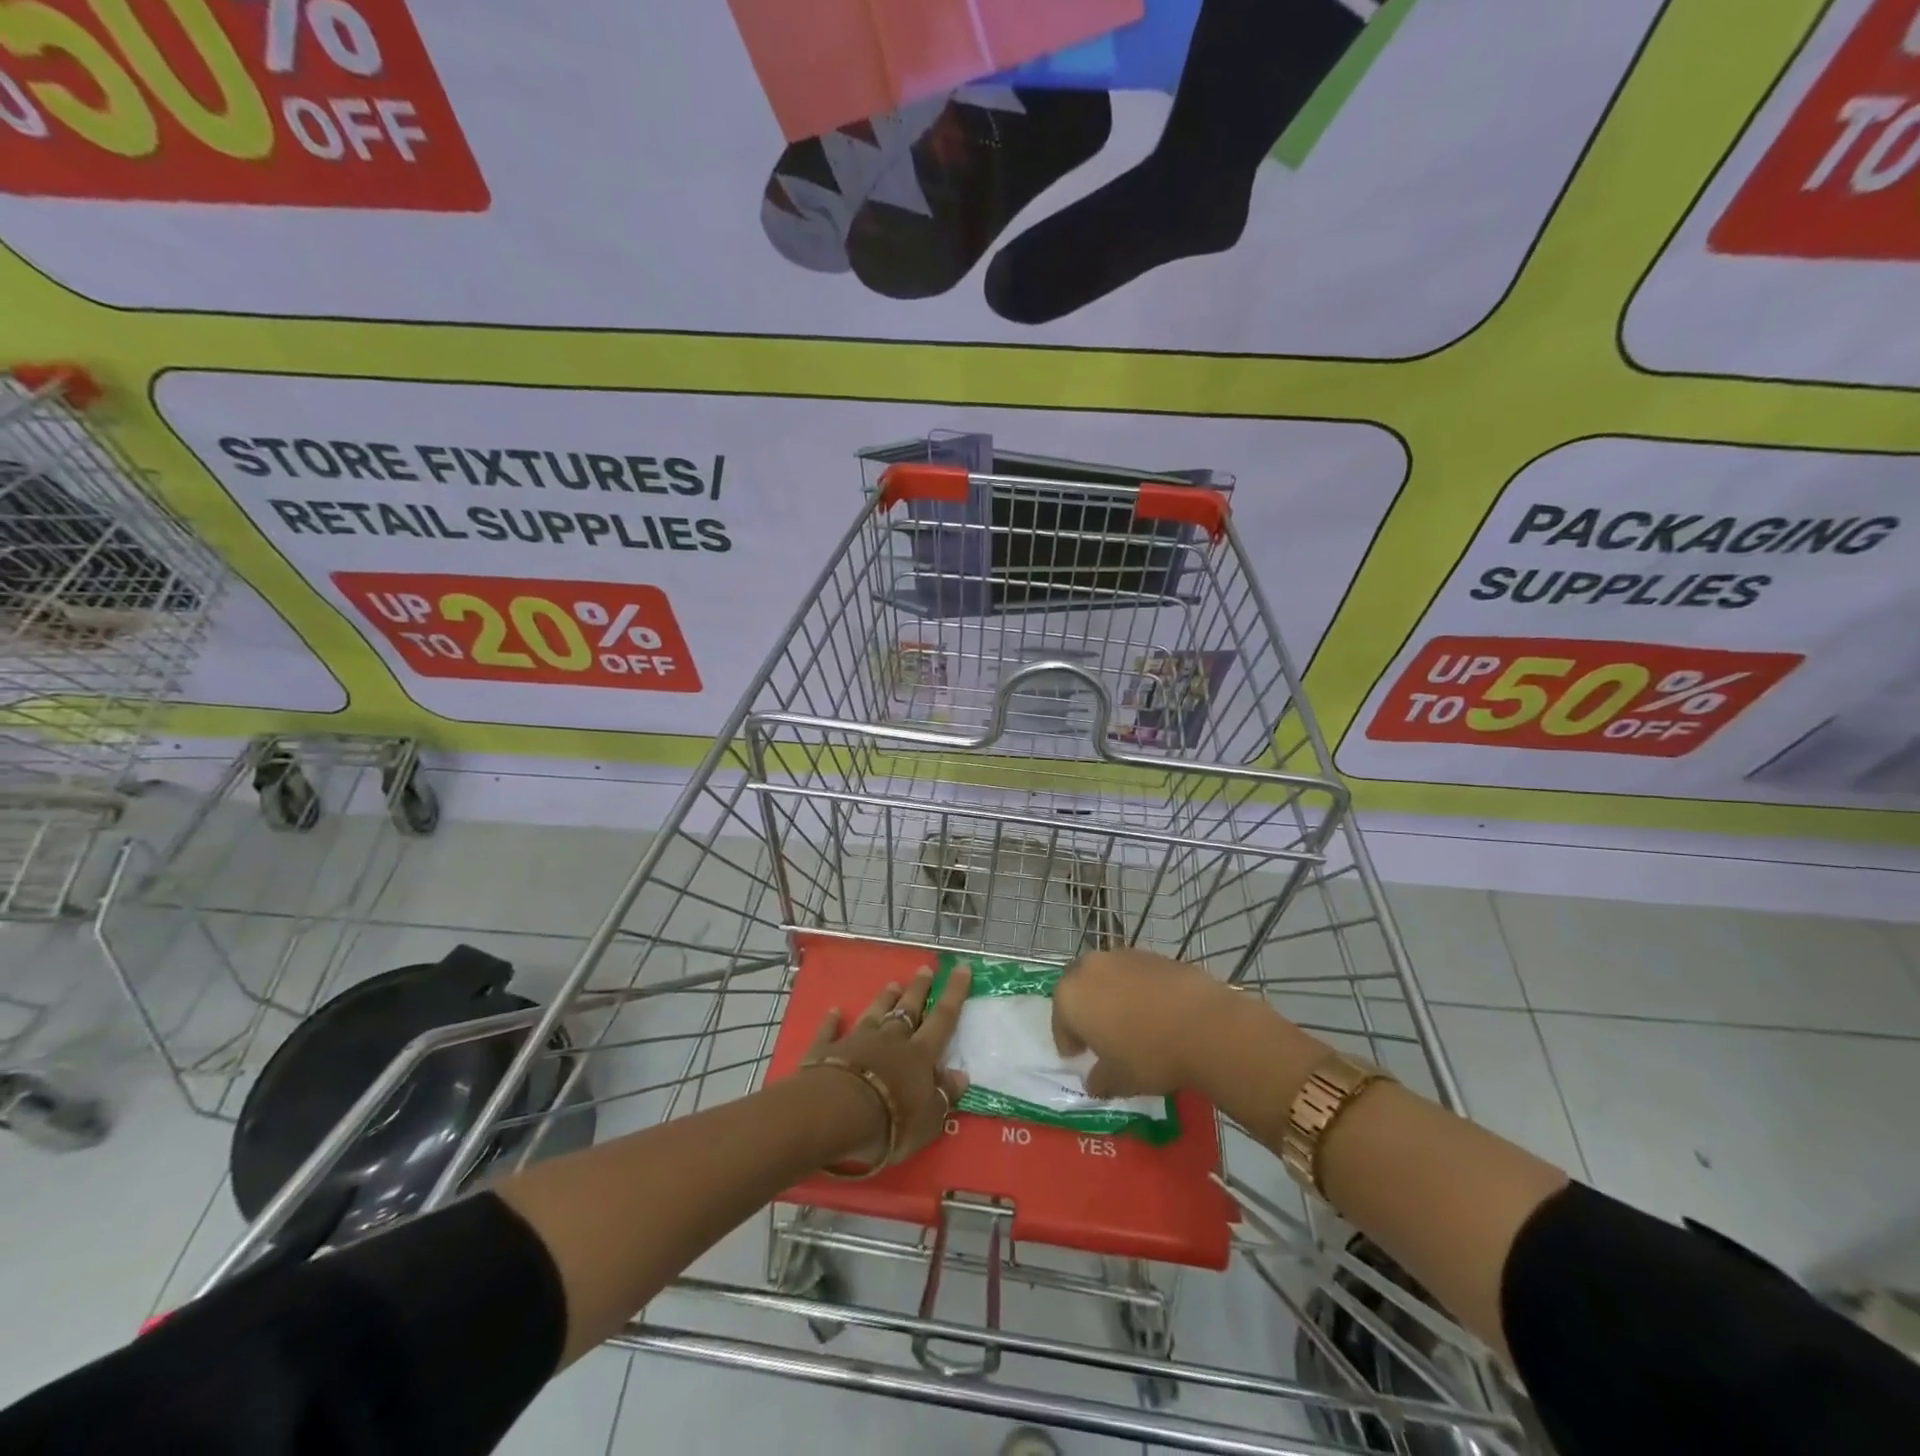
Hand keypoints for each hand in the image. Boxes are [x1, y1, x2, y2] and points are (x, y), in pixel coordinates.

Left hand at [802, 965, 970, 1169]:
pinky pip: (831, 1031)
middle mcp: (890, 1039)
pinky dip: (833, 1020)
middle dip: (919, 989)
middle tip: (925, 969)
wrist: (834, 1113)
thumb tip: (961, 1074)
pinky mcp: (826, 1050)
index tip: (961, 968)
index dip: (954, 993)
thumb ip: (944, 1095)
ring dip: (884, 999)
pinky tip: (834, 1011)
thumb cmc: (890, 1122)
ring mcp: (857, 1041)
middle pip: (908, 1009)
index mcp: (919, 1055)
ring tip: (893, 983)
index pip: (943, 1019)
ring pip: (874, 1013)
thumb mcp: (928, 1119)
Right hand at [1052, 948, 1236, 1098]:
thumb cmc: (1149, 1055)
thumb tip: (1094, 1081)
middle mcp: (1090, 968)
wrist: (1205, 1026)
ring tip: (1129, 1022)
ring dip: (1111, 995)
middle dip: (1084, 1008)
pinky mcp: (1153, 954)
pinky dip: (1137, 989)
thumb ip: (1099, 1079)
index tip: (1078, 1057)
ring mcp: (1123, 956)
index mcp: (1071, 996)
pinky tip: (1155, 1011)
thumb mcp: (1118, 1080)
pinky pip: (1134, 974)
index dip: (1068, 1040)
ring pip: (1107, 976)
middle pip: (1079, 987)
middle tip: (1098, 1034)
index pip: (1060, 1020)